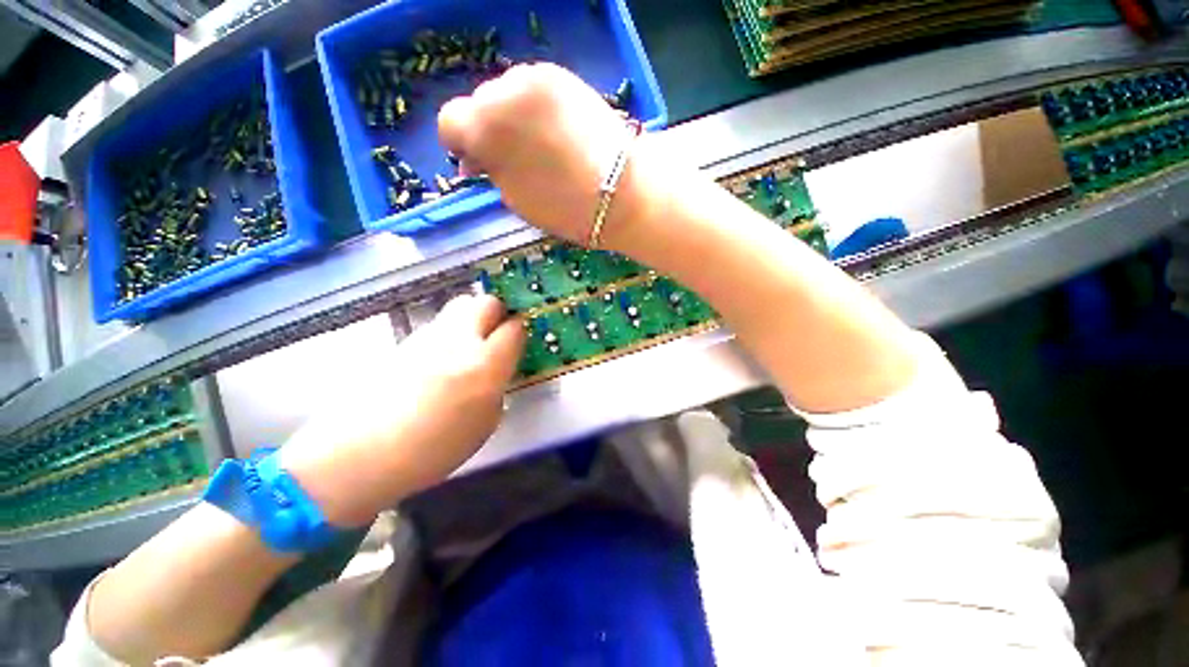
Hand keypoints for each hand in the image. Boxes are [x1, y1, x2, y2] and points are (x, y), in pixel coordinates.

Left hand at [280, 295, 524, 525]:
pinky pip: (437, 324)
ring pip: (460, 306)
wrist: (359, 454)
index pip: (514, 328)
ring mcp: (428, 337)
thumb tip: (497, 370)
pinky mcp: (404, 340)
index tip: (519, 341)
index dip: (521, 331)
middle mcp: (458, 341)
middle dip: (498, 313)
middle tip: (497, 334)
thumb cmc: (432, 450)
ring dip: (472, 319)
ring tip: (469, 346)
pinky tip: (441, 358)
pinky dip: (449, 331)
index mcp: (485, 365)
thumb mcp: (484, 424)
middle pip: (486, 302)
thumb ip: (497, 388)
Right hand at [438, 64, 636, 243]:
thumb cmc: (565, 208)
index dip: (460, 144)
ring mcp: (536, 78)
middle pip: (480, 102)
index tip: (476, 162)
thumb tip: (475, 161)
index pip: (450, 122)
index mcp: (486, 128)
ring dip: (513, 115)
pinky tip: (555, 130)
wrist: (621, 192)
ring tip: (540, 143)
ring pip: (507, 92)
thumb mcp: (515, 199)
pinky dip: (536, 107)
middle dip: (489, 128)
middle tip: (512, 156)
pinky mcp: (563, 76)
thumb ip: (489, 172)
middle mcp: (505, 91)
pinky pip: (534, 87)